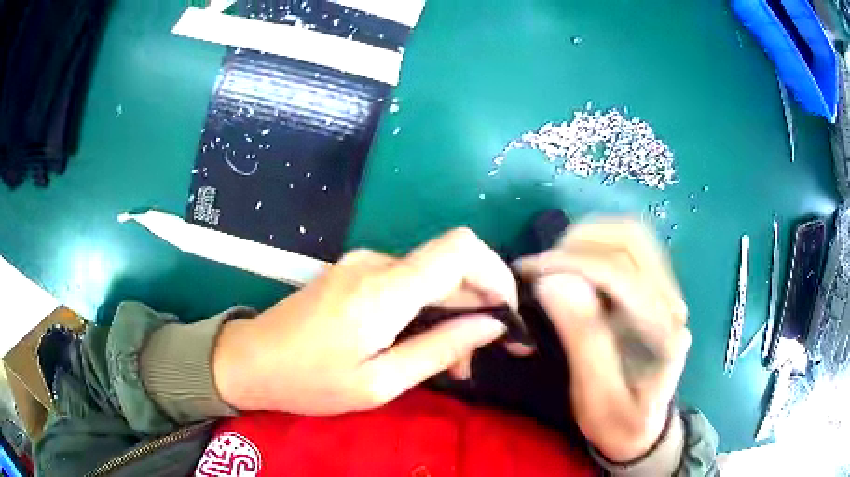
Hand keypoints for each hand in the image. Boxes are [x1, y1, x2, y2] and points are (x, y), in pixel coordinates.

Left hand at [213, 228, 517, 414]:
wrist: (250, 360)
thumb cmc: (309, 381)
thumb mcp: (380, 383)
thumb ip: (439, 349)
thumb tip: (492, 326)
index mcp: (383, 289)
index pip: (461, 249)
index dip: (497, 274)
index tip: (508, 316)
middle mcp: (377, 262)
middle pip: (451, 264)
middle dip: (479, 306)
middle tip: (479, 357)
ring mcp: (363, 263)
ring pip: (431, 276)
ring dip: (452, 313)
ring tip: (451, 362)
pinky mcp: (355, 271)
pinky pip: (407, 282)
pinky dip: (426, 309)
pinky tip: (421, 343)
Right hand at [516, 219, 690, 462]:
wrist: (642, 426)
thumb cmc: (617, 420)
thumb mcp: (595, 396)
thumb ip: (583, 339)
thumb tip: (553, 281)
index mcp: (664, 335)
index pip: (622, 276)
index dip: (573, 264)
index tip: (531, 270)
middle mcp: (673, 304)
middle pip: (633, 242)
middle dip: (580, 243)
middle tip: (542, 264)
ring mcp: (669, 293)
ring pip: (633, 236)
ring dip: (589, 238)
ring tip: (555, 260)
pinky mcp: (658, 289)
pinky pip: (630, 248)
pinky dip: (597, 245)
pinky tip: (575, 263)